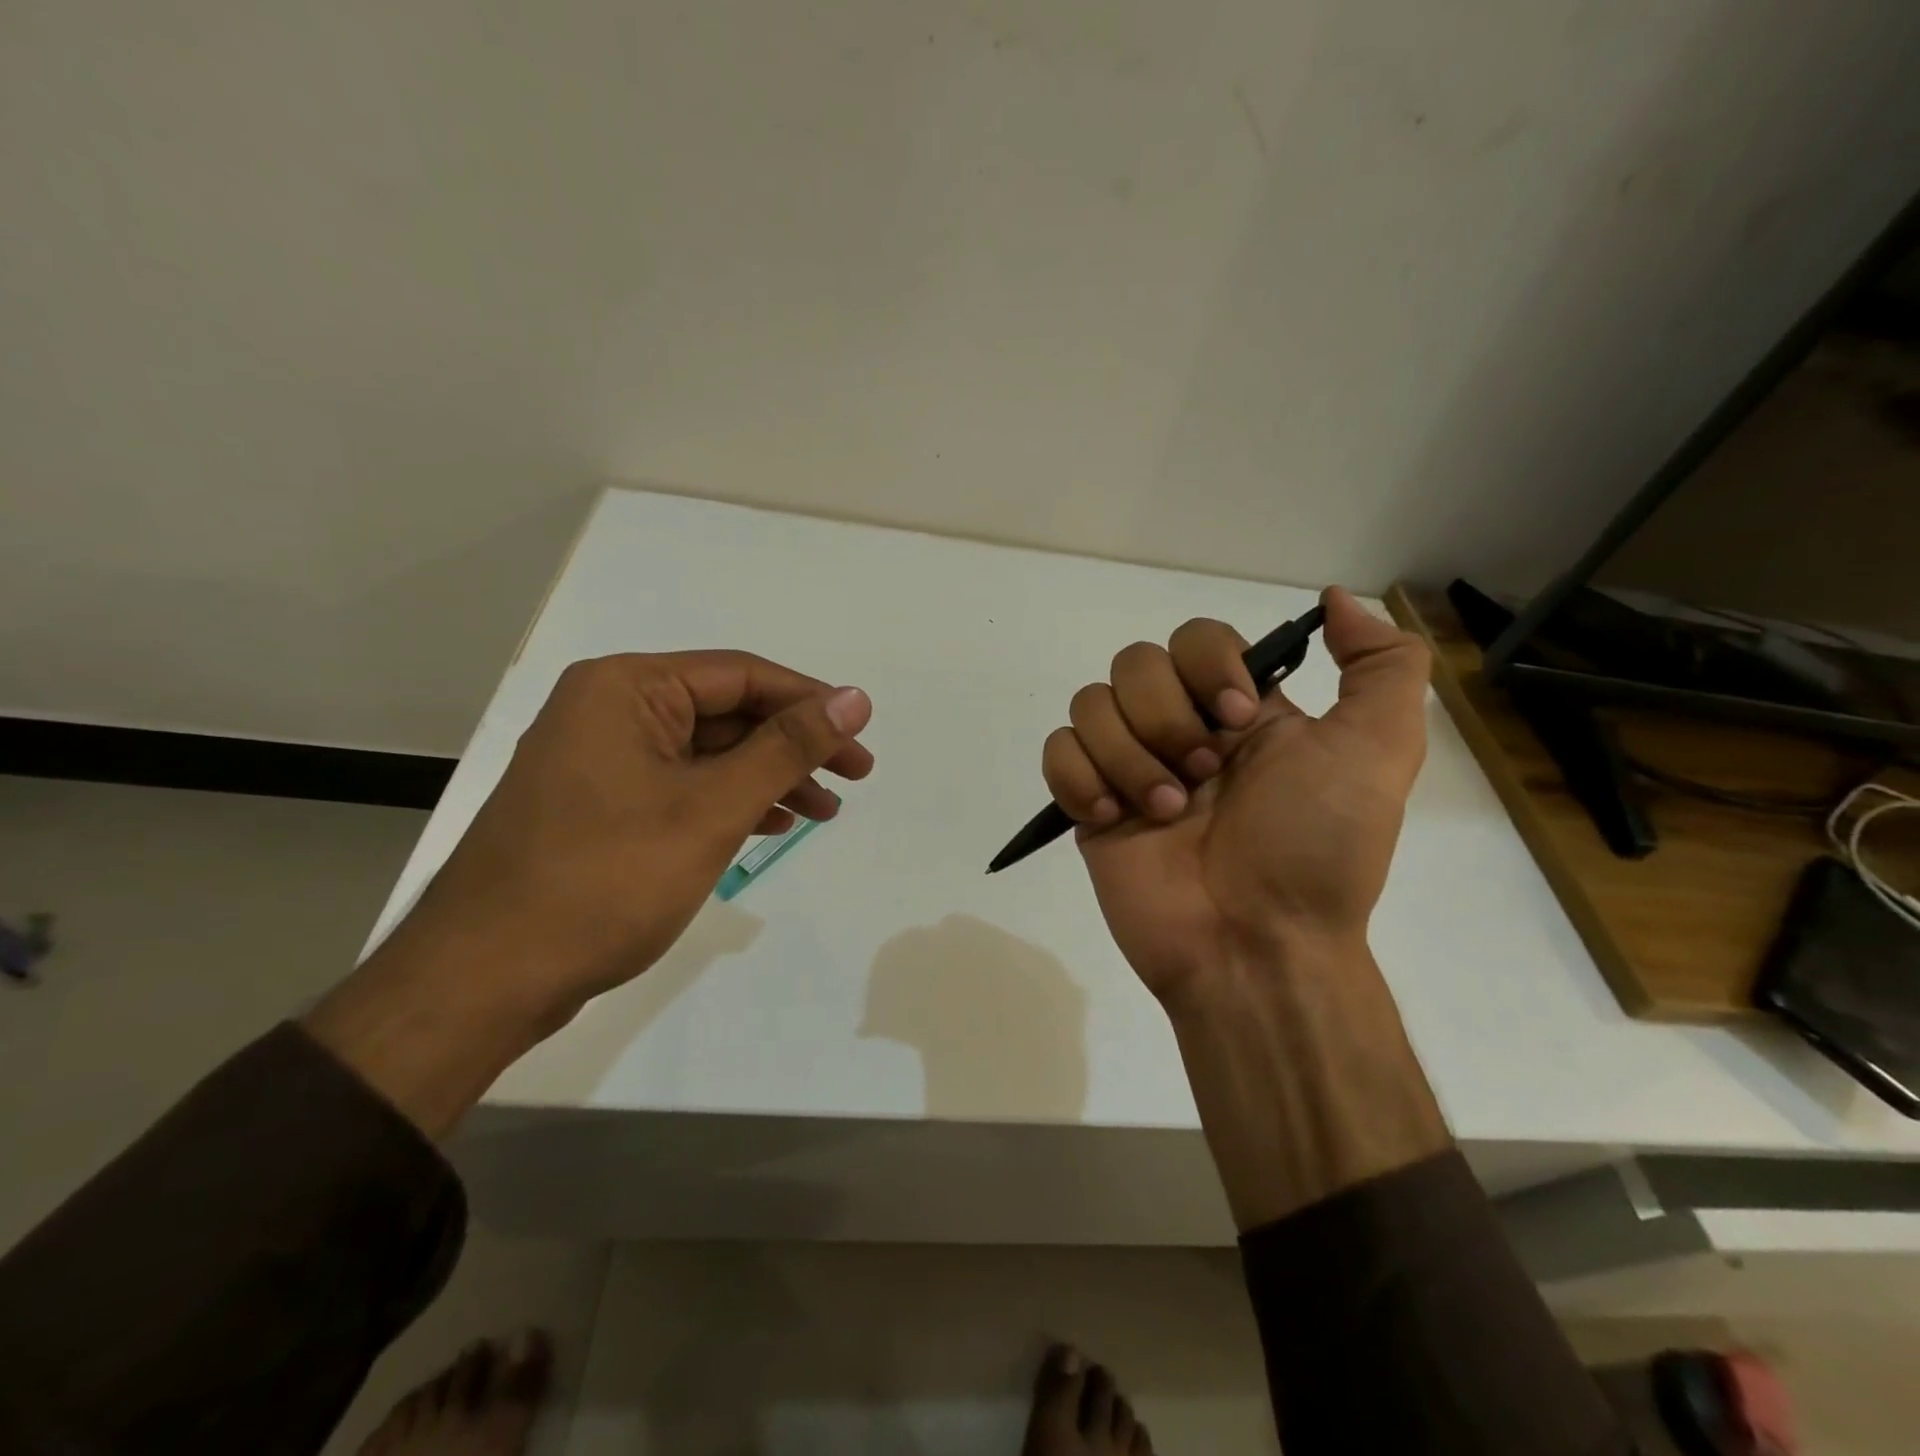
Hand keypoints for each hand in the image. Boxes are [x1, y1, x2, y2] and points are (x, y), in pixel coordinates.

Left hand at [307, 650, 871, 1135]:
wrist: (485, 979)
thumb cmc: (605, 881)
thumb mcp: (711, 808)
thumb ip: (787, 748)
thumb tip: (855, 699)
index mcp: (627, 688)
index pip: (742, 675)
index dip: (810, 702)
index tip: (861, 737)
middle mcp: (609, 709)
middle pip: (726, 712)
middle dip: (792, 746)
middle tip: (853, 779)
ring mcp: (600, 758)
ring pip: (707, 752)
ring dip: (767, 777)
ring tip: (821, 812)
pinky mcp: (599, 803)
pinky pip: (680, 784)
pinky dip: (728, 801)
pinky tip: (767, 824)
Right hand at [1041, 587, 1428, 1004]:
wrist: (1257, 946)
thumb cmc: (1317, 849)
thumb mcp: (1381, 751)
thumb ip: (1383, 665)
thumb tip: (1336, 599)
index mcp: (1239, 711)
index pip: (1195, 638)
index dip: (1208, 666)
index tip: (1239, 720)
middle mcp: (1181, 728)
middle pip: (1133, 663)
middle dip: (1165, 717)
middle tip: (1201, 776)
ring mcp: (1129, 766)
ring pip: (1090, 704)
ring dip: (1128, 757)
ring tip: (1164, 814)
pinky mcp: (1089, 804)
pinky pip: (1057, 751)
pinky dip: (1078, 777)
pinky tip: (1112, 816)